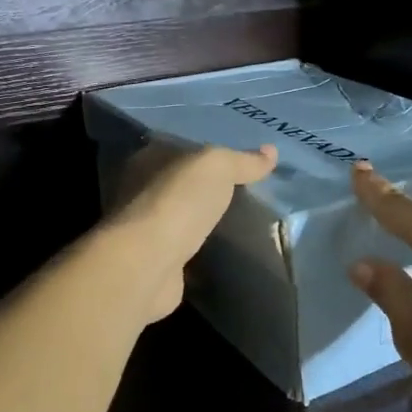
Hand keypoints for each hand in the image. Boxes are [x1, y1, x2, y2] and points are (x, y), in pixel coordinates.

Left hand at [107, 140, 277, 320]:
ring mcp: (144, 228)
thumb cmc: (178, 201)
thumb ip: (242, 160)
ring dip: (202, 219)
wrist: (148, 263)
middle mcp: (139, 190)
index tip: (239, 161)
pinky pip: (183, 247)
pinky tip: (222, 250)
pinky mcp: (153, 260)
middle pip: (180, 183)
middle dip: (206, 188)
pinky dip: (199, 248)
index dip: (208, 152)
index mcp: (148, 159)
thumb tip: (271, 152)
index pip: (181, 148)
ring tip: (239, 221)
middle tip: (247, 192)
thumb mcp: (217, 167)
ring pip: (181, 216)